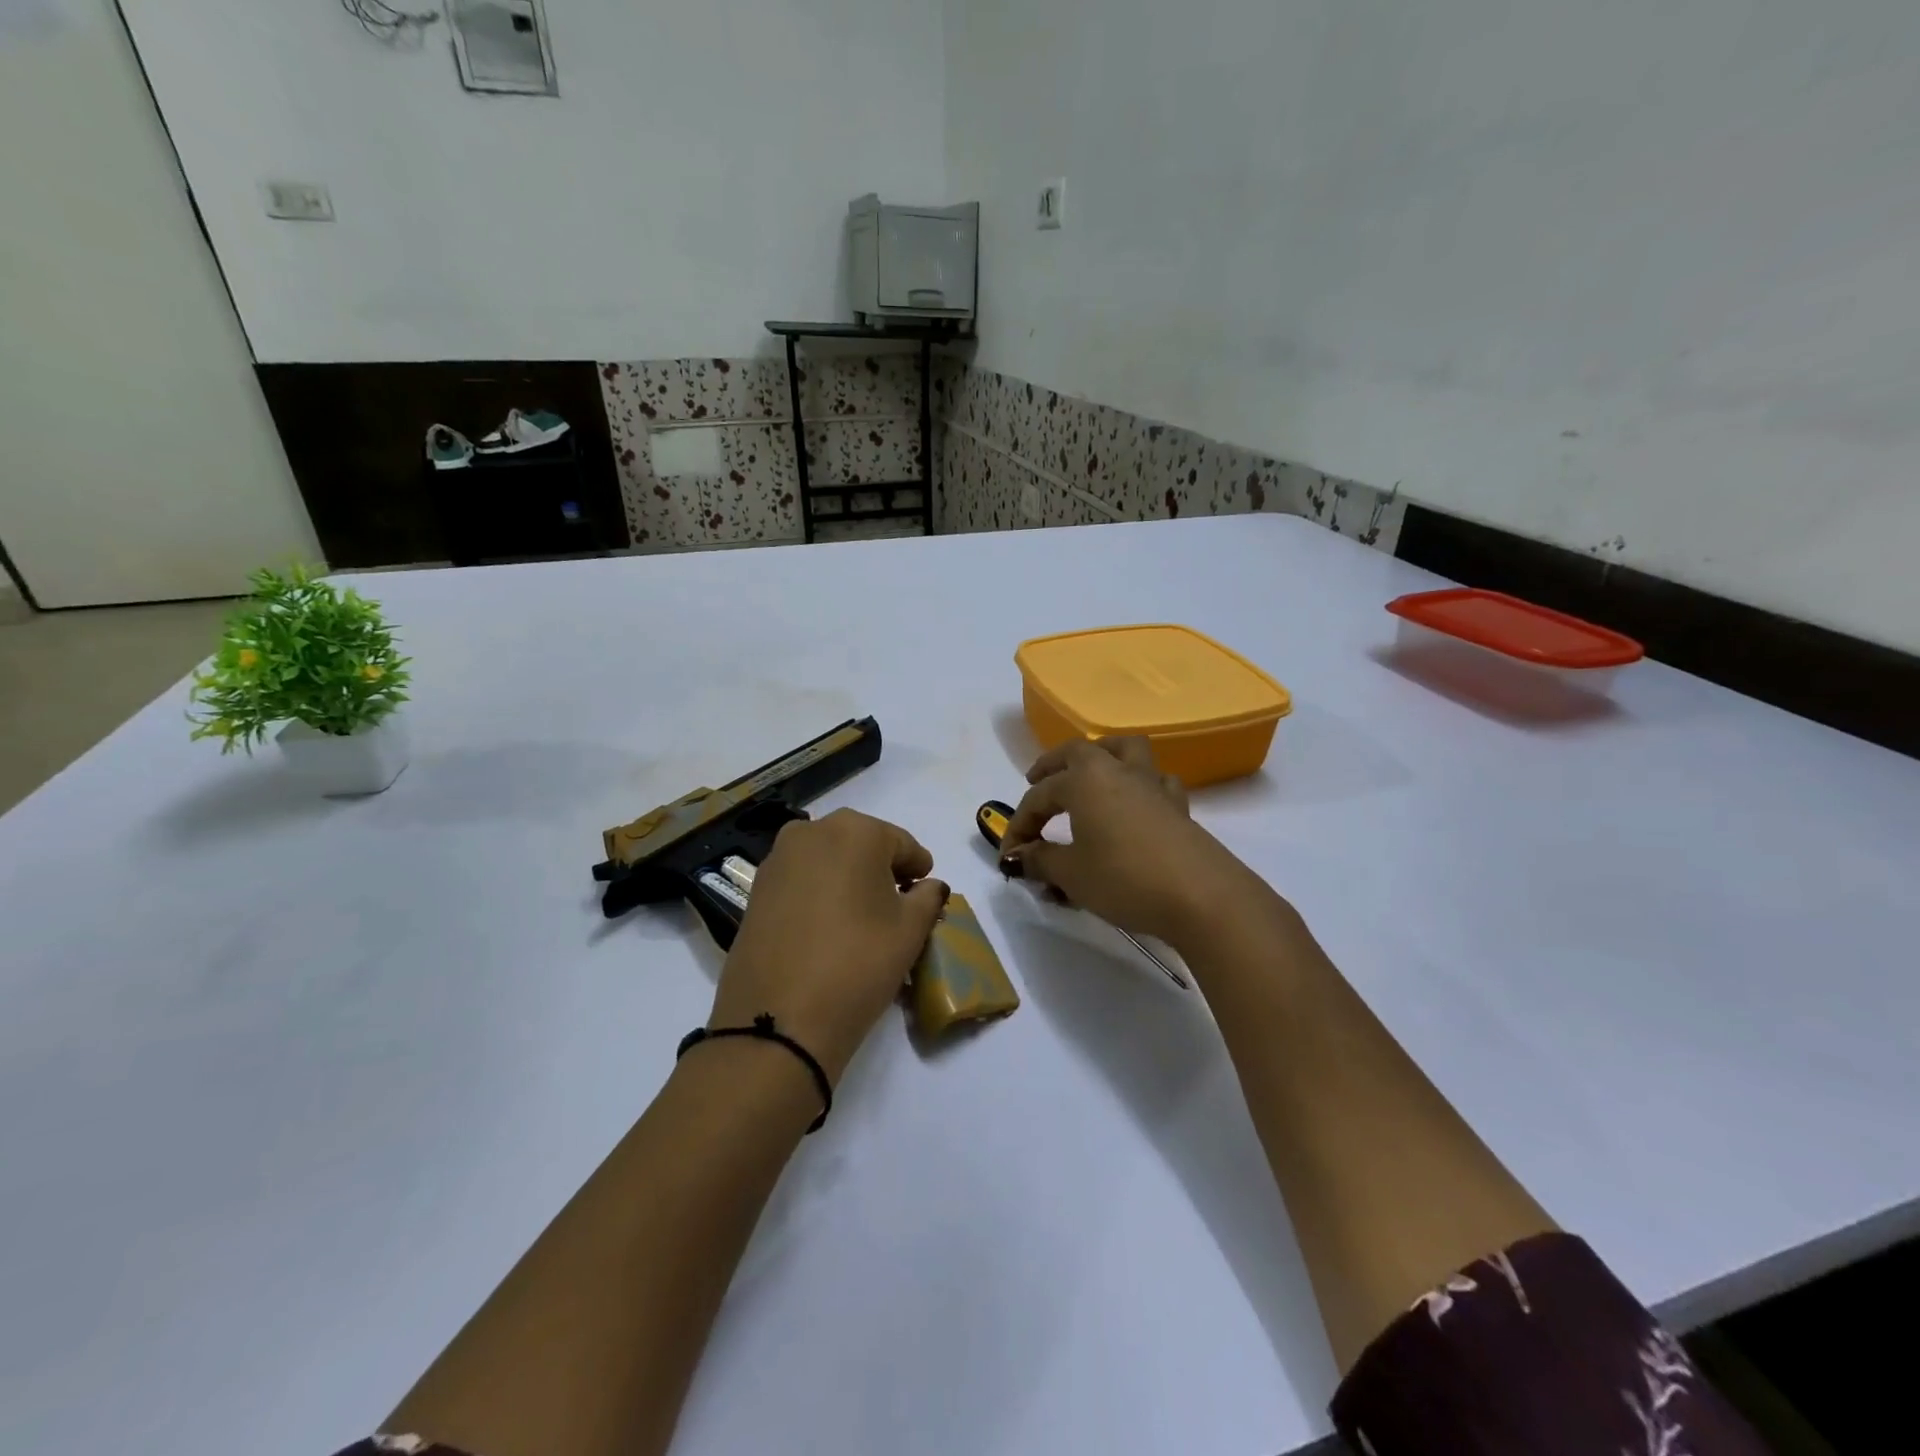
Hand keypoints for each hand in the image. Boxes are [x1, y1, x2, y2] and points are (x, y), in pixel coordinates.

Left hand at [710, 809, 947, 1086]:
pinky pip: (801, 880)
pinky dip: (819, 893)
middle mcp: (812, 831)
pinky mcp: (756, 889)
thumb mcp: (910, 931)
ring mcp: (778, 859)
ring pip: (828, 860)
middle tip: (897, 905)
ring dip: (848, 879)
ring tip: (861, 919)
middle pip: (861, 844)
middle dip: (881, 870)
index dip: (918, 868)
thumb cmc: (858, 963)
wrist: (779, 1021)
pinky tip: (828, 927)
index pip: (901, 843)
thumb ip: (928, 898)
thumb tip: (930, 886)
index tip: (926, 891)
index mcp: (855, 831)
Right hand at [999, 738, 1254, 946]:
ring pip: (1125, 750)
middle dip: (1053, 765)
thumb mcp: (1072, 874)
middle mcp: (1117, 771)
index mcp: (1084, 780)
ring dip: (1102, 754)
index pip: (1039, 797)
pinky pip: (1155, 781)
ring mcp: (1152, 785)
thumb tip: (1020, 856)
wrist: (1200, 896)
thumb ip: (1041, 860)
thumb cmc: (1124, 878)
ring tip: (1089, 772)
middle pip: (1079, 752)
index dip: (1019, 825)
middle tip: (1036, 780)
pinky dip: (1140, 784)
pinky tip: (1135, 803)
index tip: (1009, 857)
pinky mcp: (1178, 806)